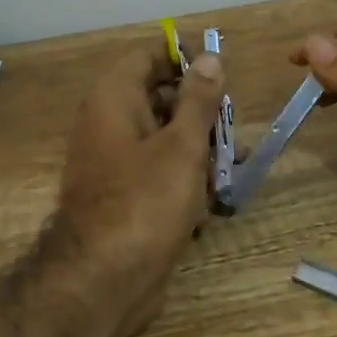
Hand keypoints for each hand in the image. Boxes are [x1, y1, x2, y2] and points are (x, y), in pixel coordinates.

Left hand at [53, 43, 225, 336]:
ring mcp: (115, 162)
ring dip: (199, 150)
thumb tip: (210, 58)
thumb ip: (198, 101)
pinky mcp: (125, 196)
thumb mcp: (182, 146)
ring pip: (164, 139)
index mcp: (114, 99)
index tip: (222, 75)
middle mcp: (109, 123)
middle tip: (232, 130)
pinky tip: (210, 201)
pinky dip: (184, 179)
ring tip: (232, 168)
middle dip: (200, 113)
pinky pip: (158, 172)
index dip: (185, 60)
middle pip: (159, 98)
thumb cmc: (146, 202)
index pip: (148, 57)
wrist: (104, 280)